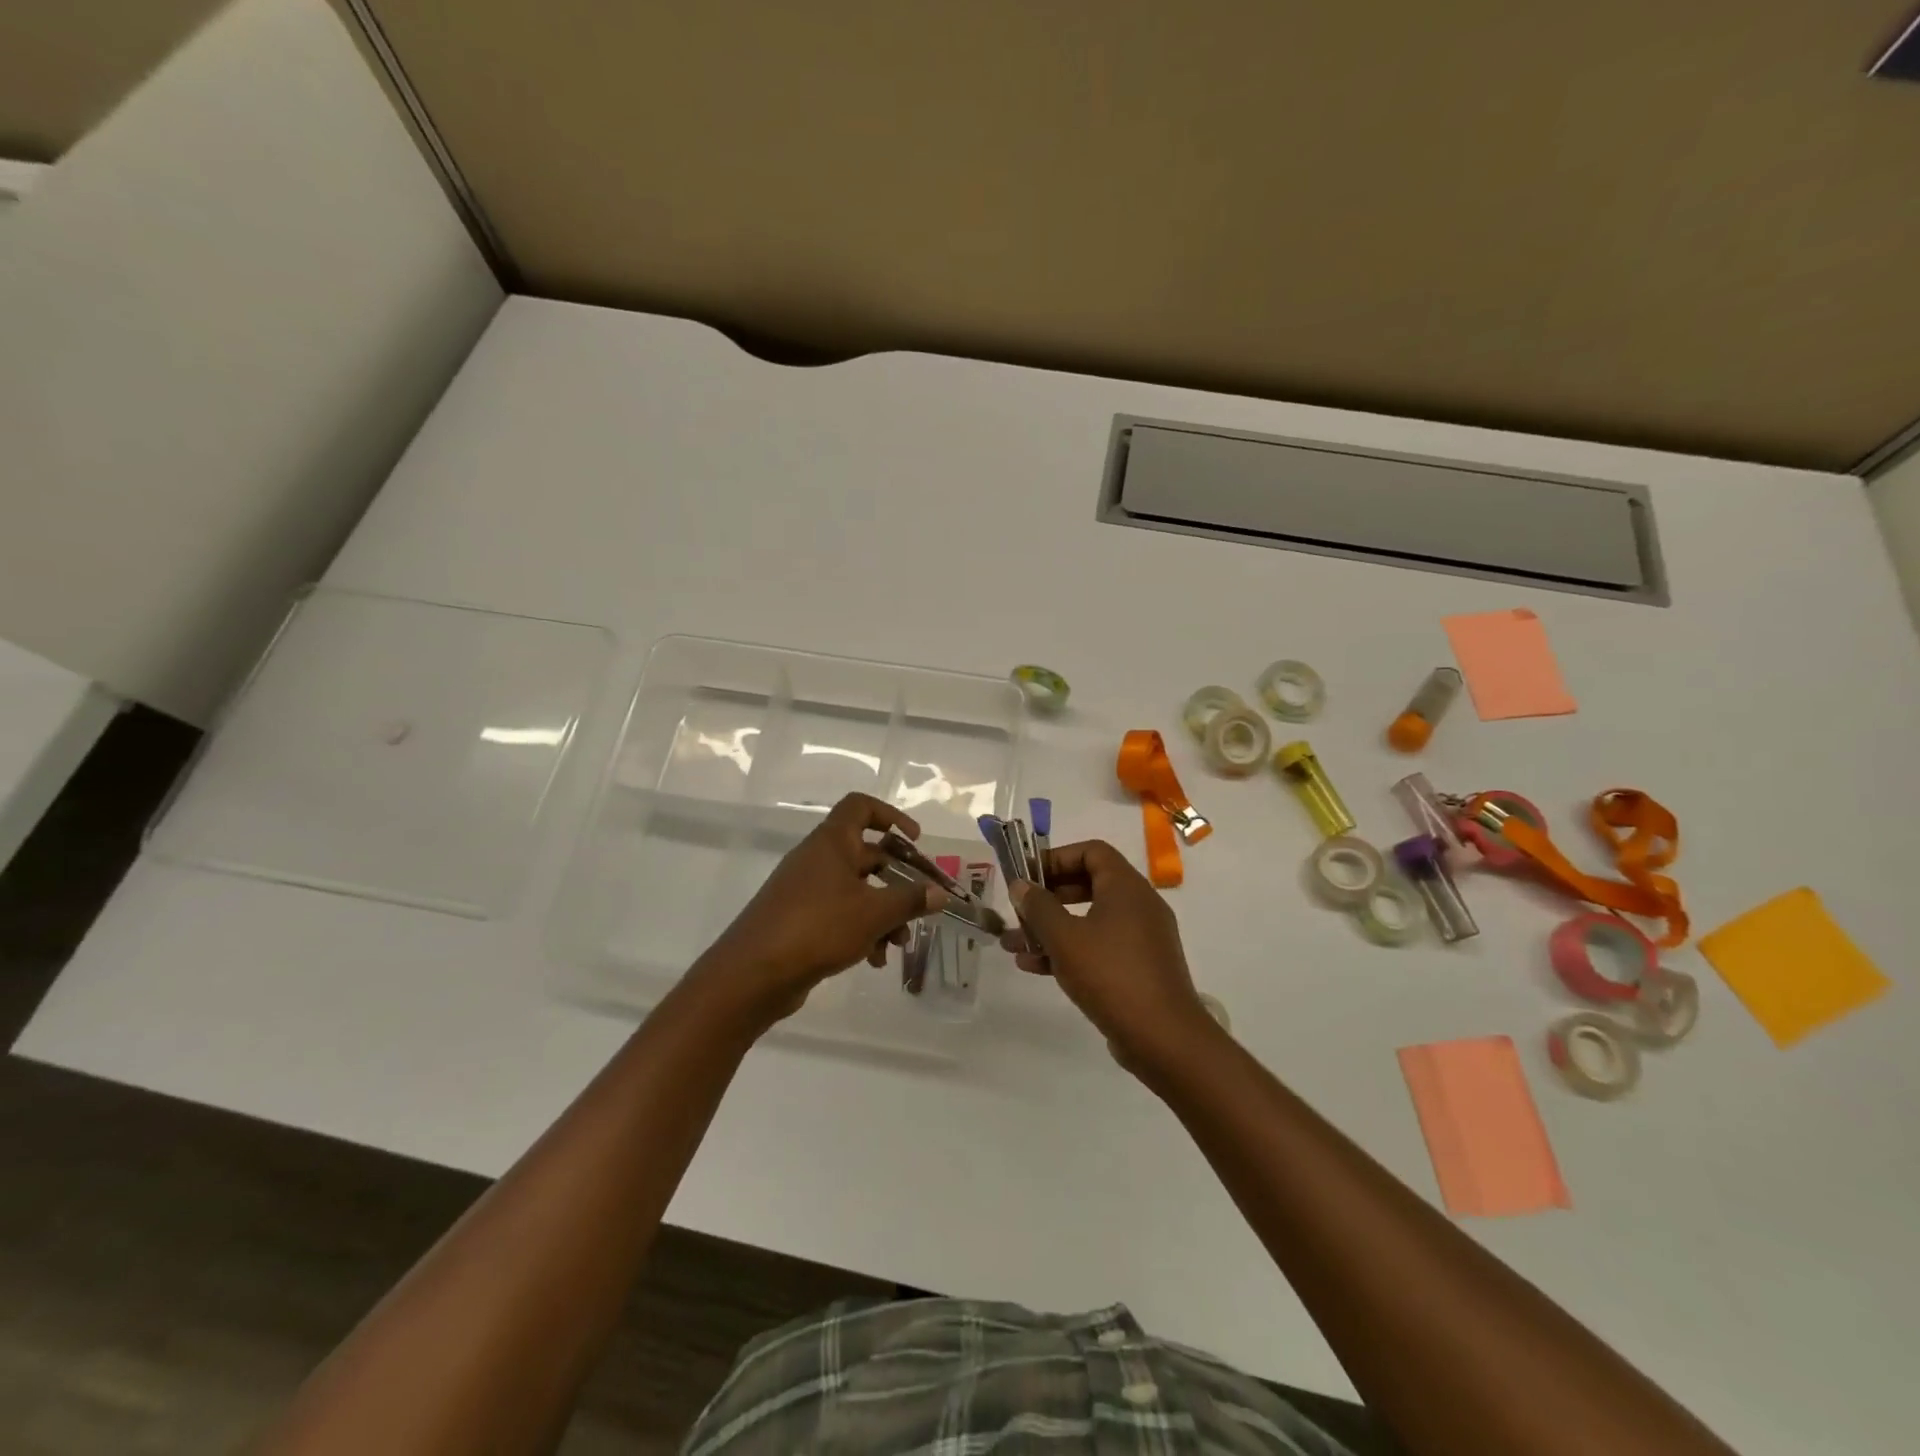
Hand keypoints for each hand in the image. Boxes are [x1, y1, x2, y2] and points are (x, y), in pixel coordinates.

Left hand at [697, 793, 947, 1029]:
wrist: (753, 974)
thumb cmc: (818, 928)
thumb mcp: (874, 913)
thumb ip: (910, 900)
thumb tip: (940, 892)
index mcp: (832, 842)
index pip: (860, 806)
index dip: (891, 816)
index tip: (915, 841)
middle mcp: (818, 859)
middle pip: (867, 854)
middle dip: (898, 880)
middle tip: (921, 903)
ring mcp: (806, 889)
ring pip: (857, 890)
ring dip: (883, 914)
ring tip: (899, 945)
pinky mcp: (800, 919)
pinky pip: (840, 914)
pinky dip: (861, 931)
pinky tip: (875, 961)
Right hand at [1000, 840, 1222, 1073]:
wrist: (1164, 1039)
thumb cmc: (1111, 975)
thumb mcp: (1065, 938)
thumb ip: (1039, 907)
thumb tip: (1020, 885)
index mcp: (1126, 887)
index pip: (1091, 851)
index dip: (1056, 858)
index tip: (1027, 876)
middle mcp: (1138, 905)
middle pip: (1088, 884)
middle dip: (1048, 897)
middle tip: (1019, 909)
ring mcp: (1141, 938)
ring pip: (1089, 920)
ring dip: (1051, 929)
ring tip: (1013, 944)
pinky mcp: (1138, 968)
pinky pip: (1098, 947)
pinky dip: (1069, 950)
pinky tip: (1034, 967)